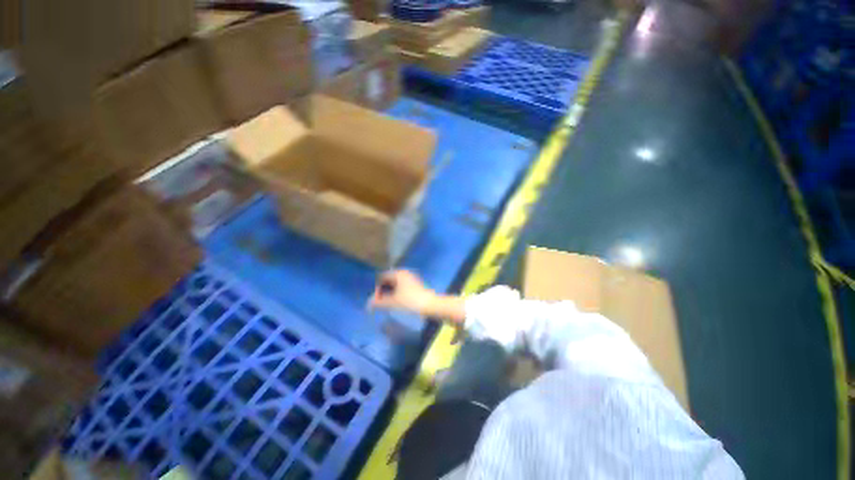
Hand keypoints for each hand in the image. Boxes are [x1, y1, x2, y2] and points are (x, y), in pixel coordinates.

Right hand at [368, 270, 436, 315]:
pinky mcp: (415, 284)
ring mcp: (410, 277)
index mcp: (398, 273)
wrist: (430, 305)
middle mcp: (404, 272)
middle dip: (383, 290)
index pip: (382, 277)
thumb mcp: (393, 302)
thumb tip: (368, 304)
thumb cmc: (410, 301)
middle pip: (388, 280)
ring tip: (388, 303)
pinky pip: (401, 286)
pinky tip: (397, 301)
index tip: (377, 301)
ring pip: (395, 284)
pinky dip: (397, 292)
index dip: (377, 288)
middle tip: (381, 303)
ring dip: (390, 292)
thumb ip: (379, 302)